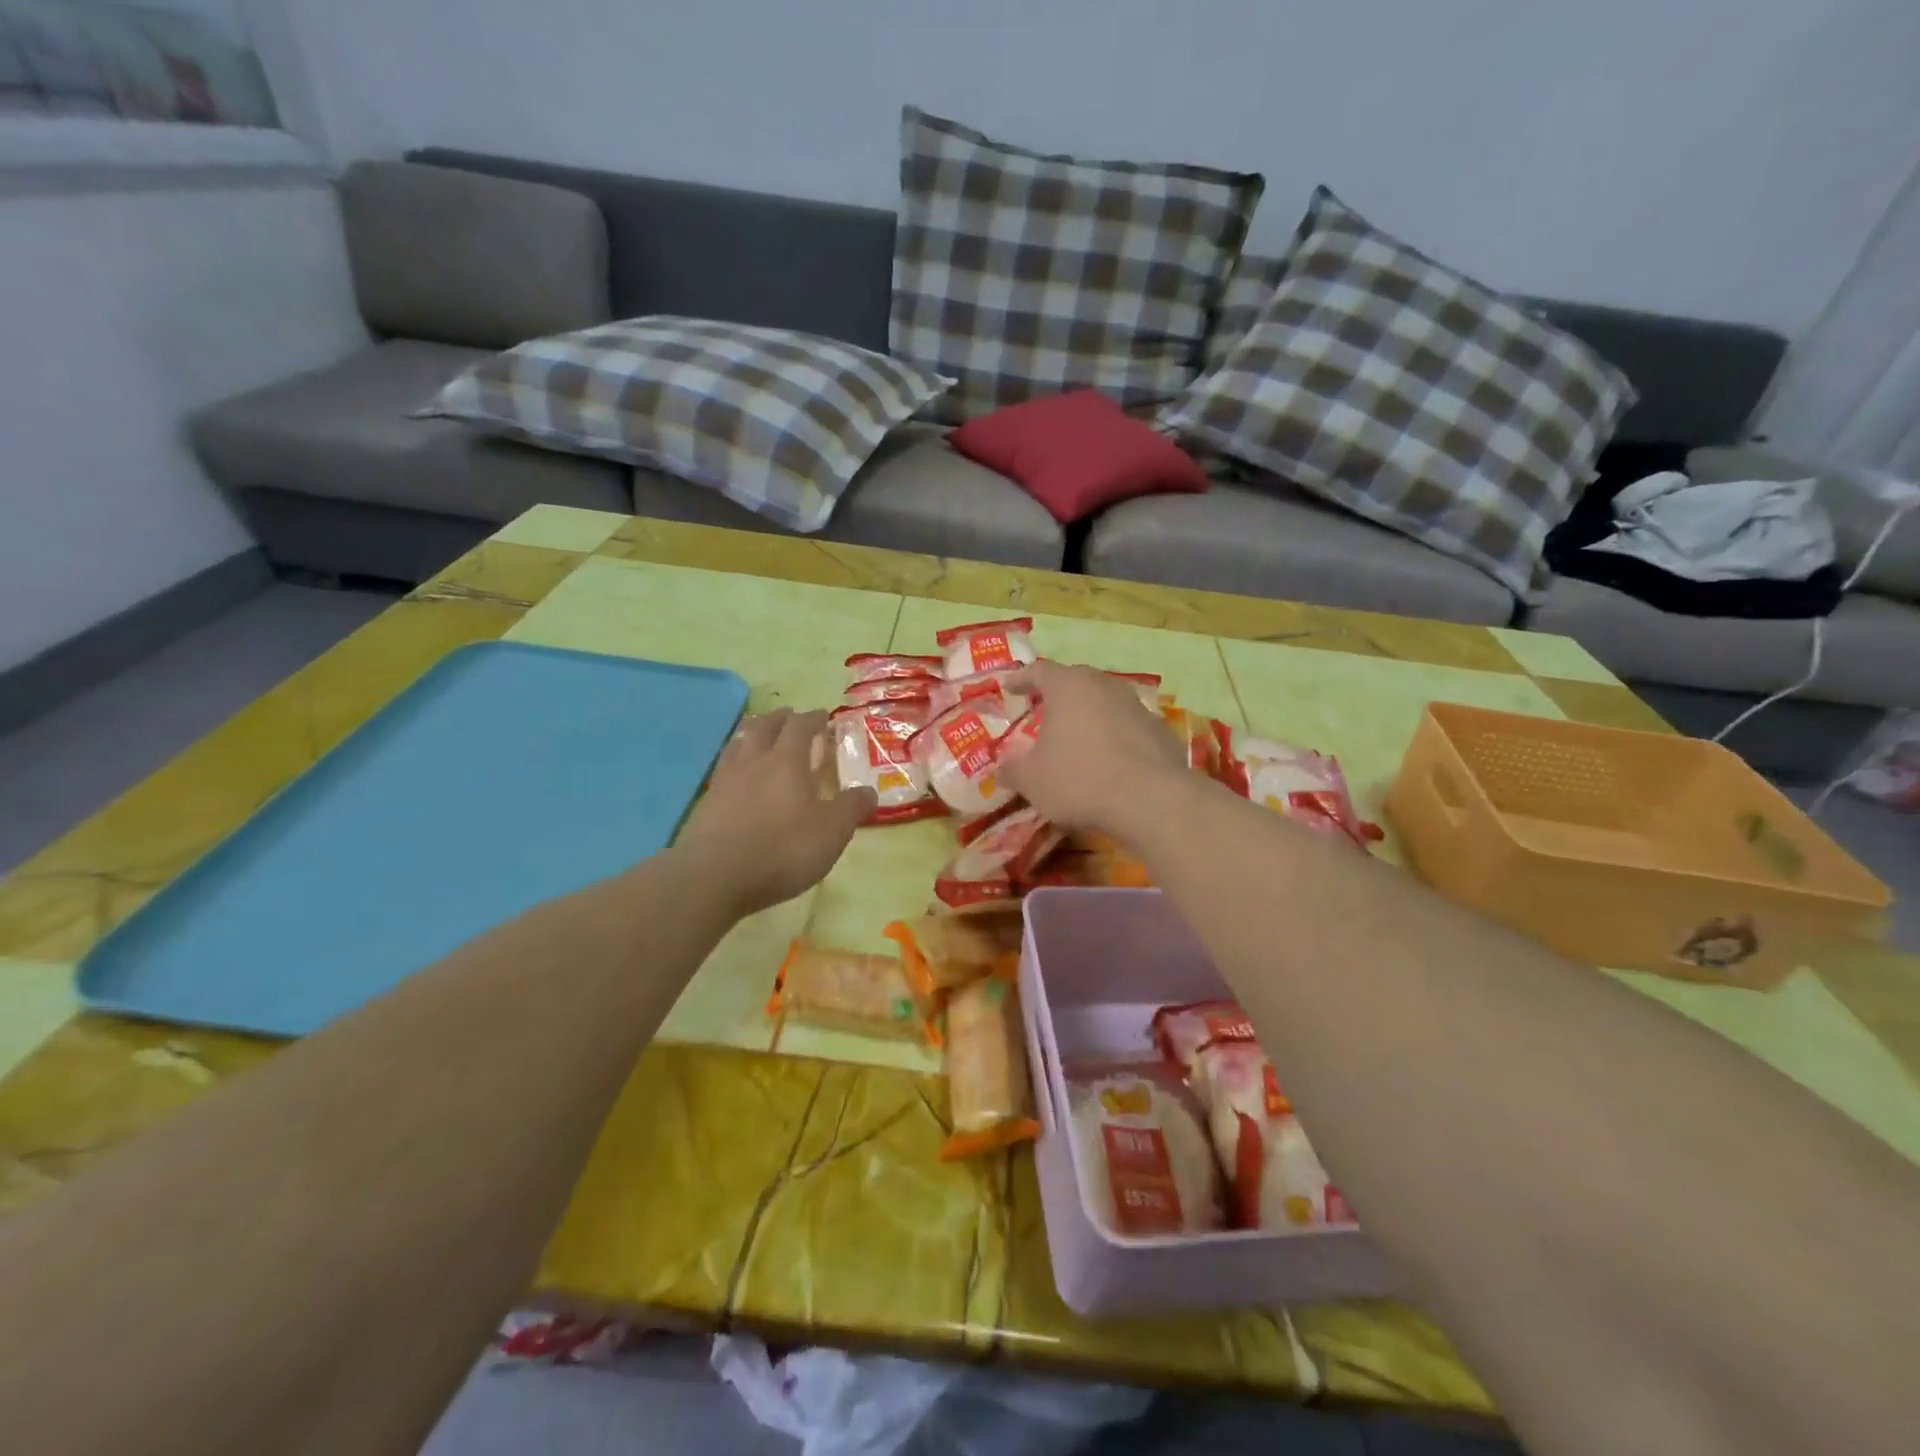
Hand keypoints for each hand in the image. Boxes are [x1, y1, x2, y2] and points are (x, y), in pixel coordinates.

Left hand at [677, 709, 876, 916]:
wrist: (715, 877)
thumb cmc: (782, 849)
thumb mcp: (831, 831)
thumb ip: (851, 808)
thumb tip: (869, 791)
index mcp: (786, 762)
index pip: (800, 727)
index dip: (813, 718)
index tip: (823, 716)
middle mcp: (753, 762)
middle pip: (764, 727)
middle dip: (780, 718)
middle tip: (790, 717)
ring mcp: (725, 781)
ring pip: (738, 744)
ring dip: (752, 733)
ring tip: (759, 734)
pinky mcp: (706, 804)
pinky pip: (723, 769)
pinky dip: (734, 761)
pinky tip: (736, 774)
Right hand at [999, 662, 1188, 834]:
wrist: (1151, 800)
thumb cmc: (1080, 780)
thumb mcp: (1032, 781)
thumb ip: (1012, 769)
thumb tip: (1002, 767)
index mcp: (1068, 687)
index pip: (1039, 671)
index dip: (1021, 679)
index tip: (1008, 687)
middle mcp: (1103, 685)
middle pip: (1075, 680)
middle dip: (1057, 693)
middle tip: (1042, 708)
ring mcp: (1136, 704)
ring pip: (1104, 700)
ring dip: (1088, 713)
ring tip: (1076, 733)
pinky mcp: (1159, 729)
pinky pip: (1127, 724)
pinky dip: (1113, 734)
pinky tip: (1109, 757)